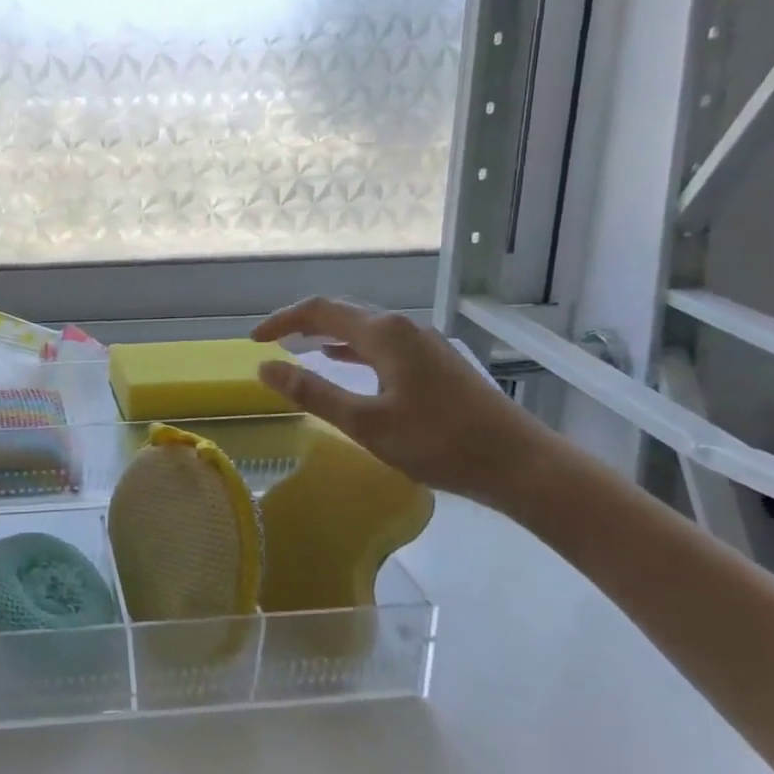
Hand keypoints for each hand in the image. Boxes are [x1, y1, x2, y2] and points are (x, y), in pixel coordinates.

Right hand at [250, 298, 552, 505]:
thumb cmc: (438, 443)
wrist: (519, 463)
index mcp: (384, 333)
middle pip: (343, 312)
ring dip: (328, 334)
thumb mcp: (365, 422)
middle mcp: (403, 327)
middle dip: (302, 322)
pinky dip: (353, 348)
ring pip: (364, 327)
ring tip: (298, 348)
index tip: (254, 340)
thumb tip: (264, 368)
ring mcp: (424, 343)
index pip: (320, 310)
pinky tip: (345, 363)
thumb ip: (312, 392)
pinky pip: (382, 343)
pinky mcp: (436, 362)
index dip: (282, 320)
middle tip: (271, 342)